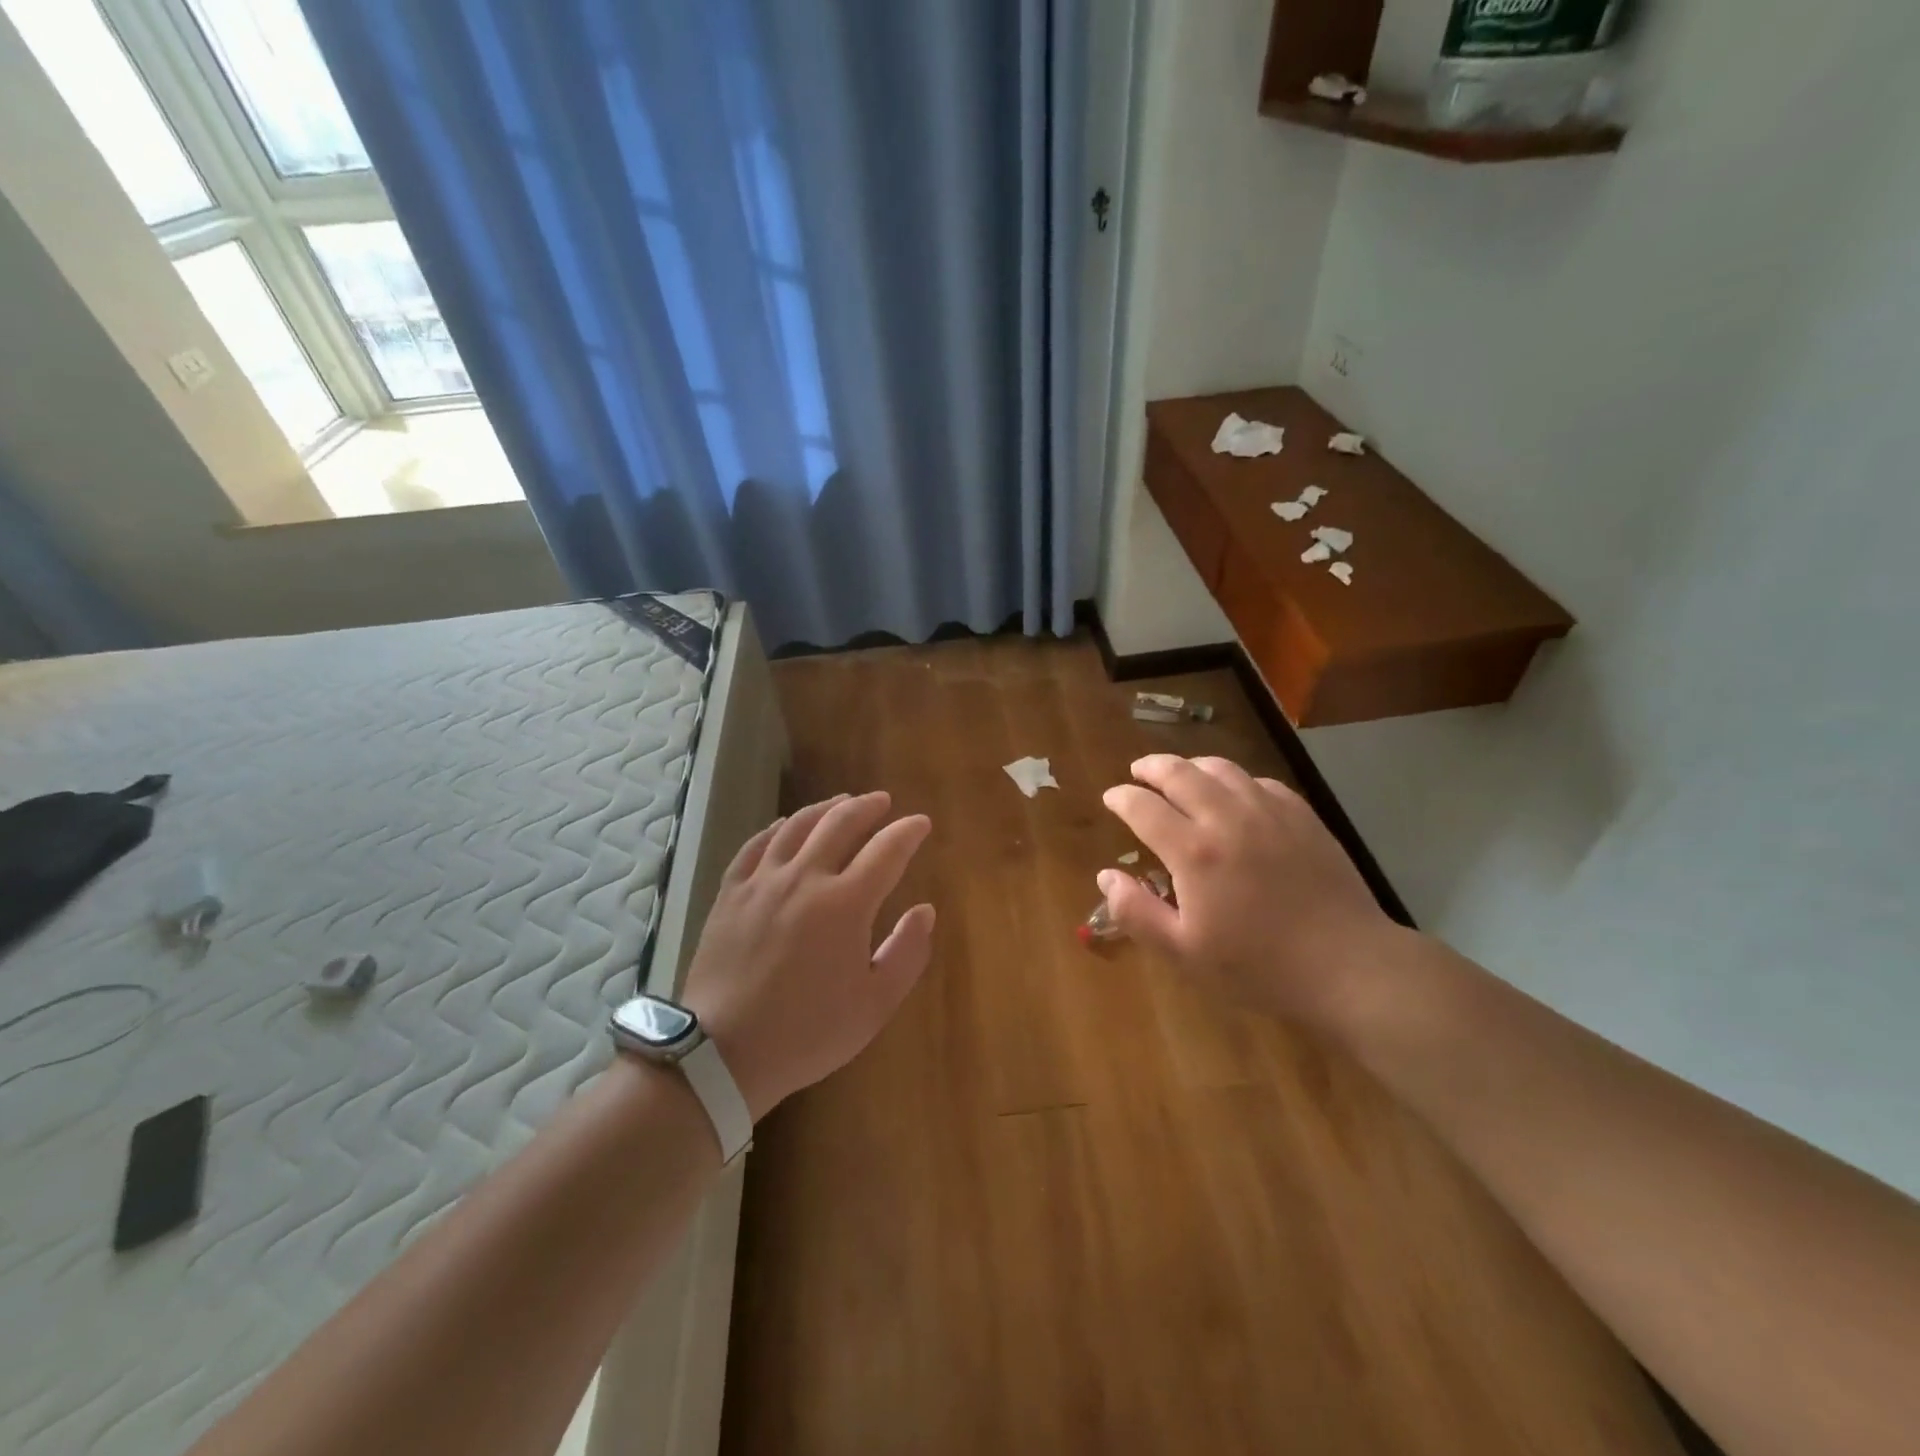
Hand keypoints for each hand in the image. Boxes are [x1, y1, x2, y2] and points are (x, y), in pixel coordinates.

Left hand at [678, 792, 934, 1120]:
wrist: (724, 1053)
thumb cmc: (808, 1032)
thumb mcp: (875, 1004)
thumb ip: (907, 952)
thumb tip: (925, 910)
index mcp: (846, 903)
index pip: (886, 850)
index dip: (908, 832)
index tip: (921, 823)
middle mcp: (805, 878)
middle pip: (840, 823)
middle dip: (867, 807)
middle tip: (883, 801)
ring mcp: (763, 881)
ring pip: (797, 826)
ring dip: (825, 808)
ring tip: (841, 802)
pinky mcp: (731, 892)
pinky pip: (756, 845)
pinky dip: (777, 828)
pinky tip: (785, 825)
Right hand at [1100, 755, 1400, 1028]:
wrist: (1347, 965)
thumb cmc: (1258, 966)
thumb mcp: (1184, 953)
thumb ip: (1136, 913)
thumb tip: (1106, 876)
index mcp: (1193, 851)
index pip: (1143, 807)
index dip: (1121, 798)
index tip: (1111, 797)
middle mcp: (1227, 817)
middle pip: (1179, 772)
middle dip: (1151, 767)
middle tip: (1138, 772)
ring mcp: (1268, 811)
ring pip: (1221, 768)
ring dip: (1191, 765)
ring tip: (1180, 773)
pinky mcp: (1301, 816)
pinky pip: (1259, 781)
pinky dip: (1234, 780)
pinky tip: (1234, 793)